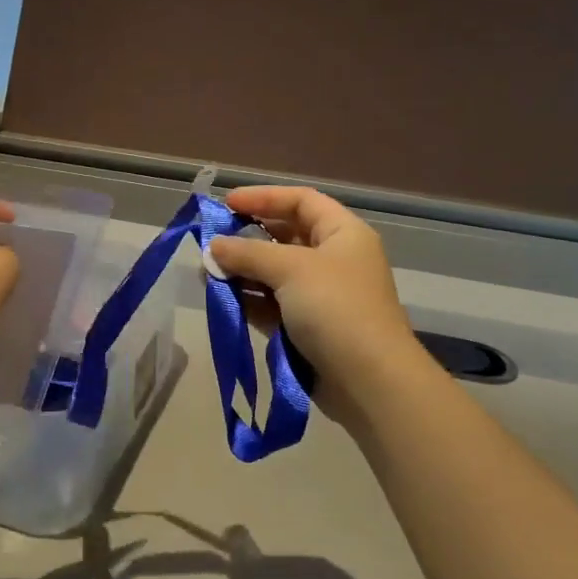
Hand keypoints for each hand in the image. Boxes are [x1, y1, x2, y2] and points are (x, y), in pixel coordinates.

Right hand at [209, 186, 430, 433]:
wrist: (369, 381)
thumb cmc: (335, 308)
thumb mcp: (290, 269)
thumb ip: (248, 253)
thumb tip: (213, 246)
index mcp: (343, 234)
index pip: (301, 201)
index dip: (264, 197)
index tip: (227, 203)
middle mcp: (334, 259)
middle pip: (285, 236)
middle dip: (247, 237)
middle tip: (211, 240)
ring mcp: (321, 296)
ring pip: (275, 273)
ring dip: (243, 270)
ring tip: (208, 271)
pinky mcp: (308, 328)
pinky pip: (272, 304)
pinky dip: (248, 299)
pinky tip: (220, 297)